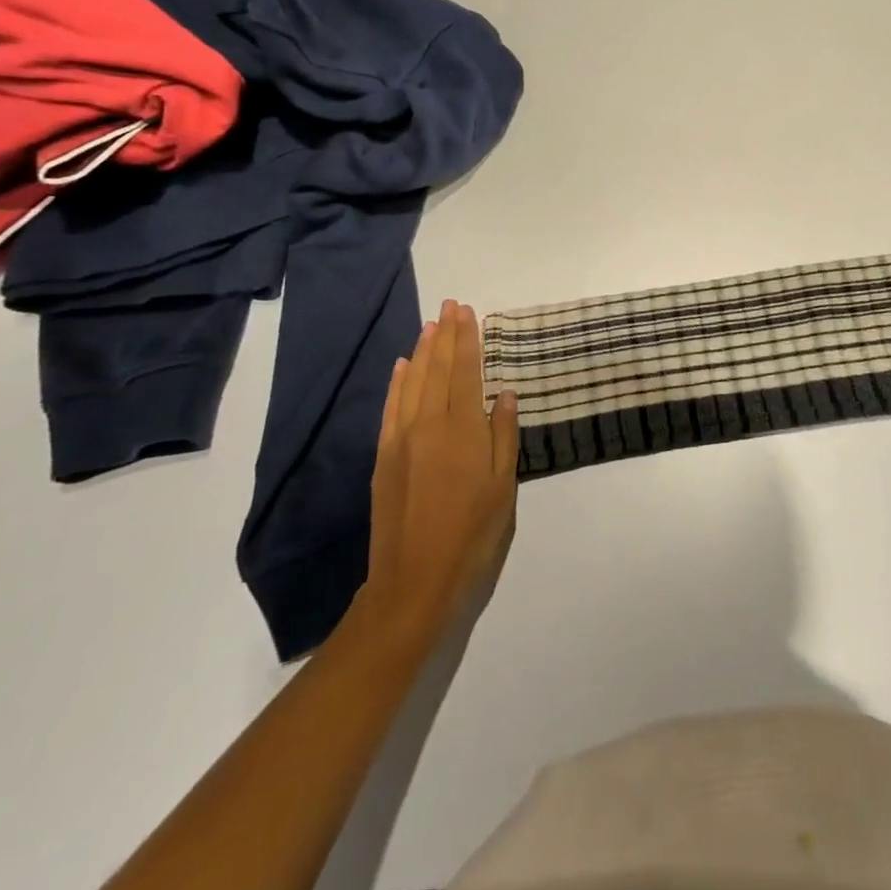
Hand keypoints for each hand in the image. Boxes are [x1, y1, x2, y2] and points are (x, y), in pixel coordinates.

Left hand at [361, 300, 517, 636]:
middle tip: (449, 305)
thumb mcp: (503, 489)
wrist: (414, 584)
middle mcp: (428, 425)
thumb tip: (506, 394)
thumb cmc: (472, 537)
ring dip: (422, 351)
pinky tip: (401, 367)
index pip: (465, 372)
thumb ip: (504, 437)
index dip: (467, 340)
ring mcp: (401, 440)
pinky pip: (391, 408)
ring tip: (430, 325)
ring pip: (413, 383)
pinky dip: (397, 383)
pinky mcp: (384, 459)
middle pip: (437, 369)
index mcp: (462, 430)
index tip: (467, 311)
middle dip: (445, 335)